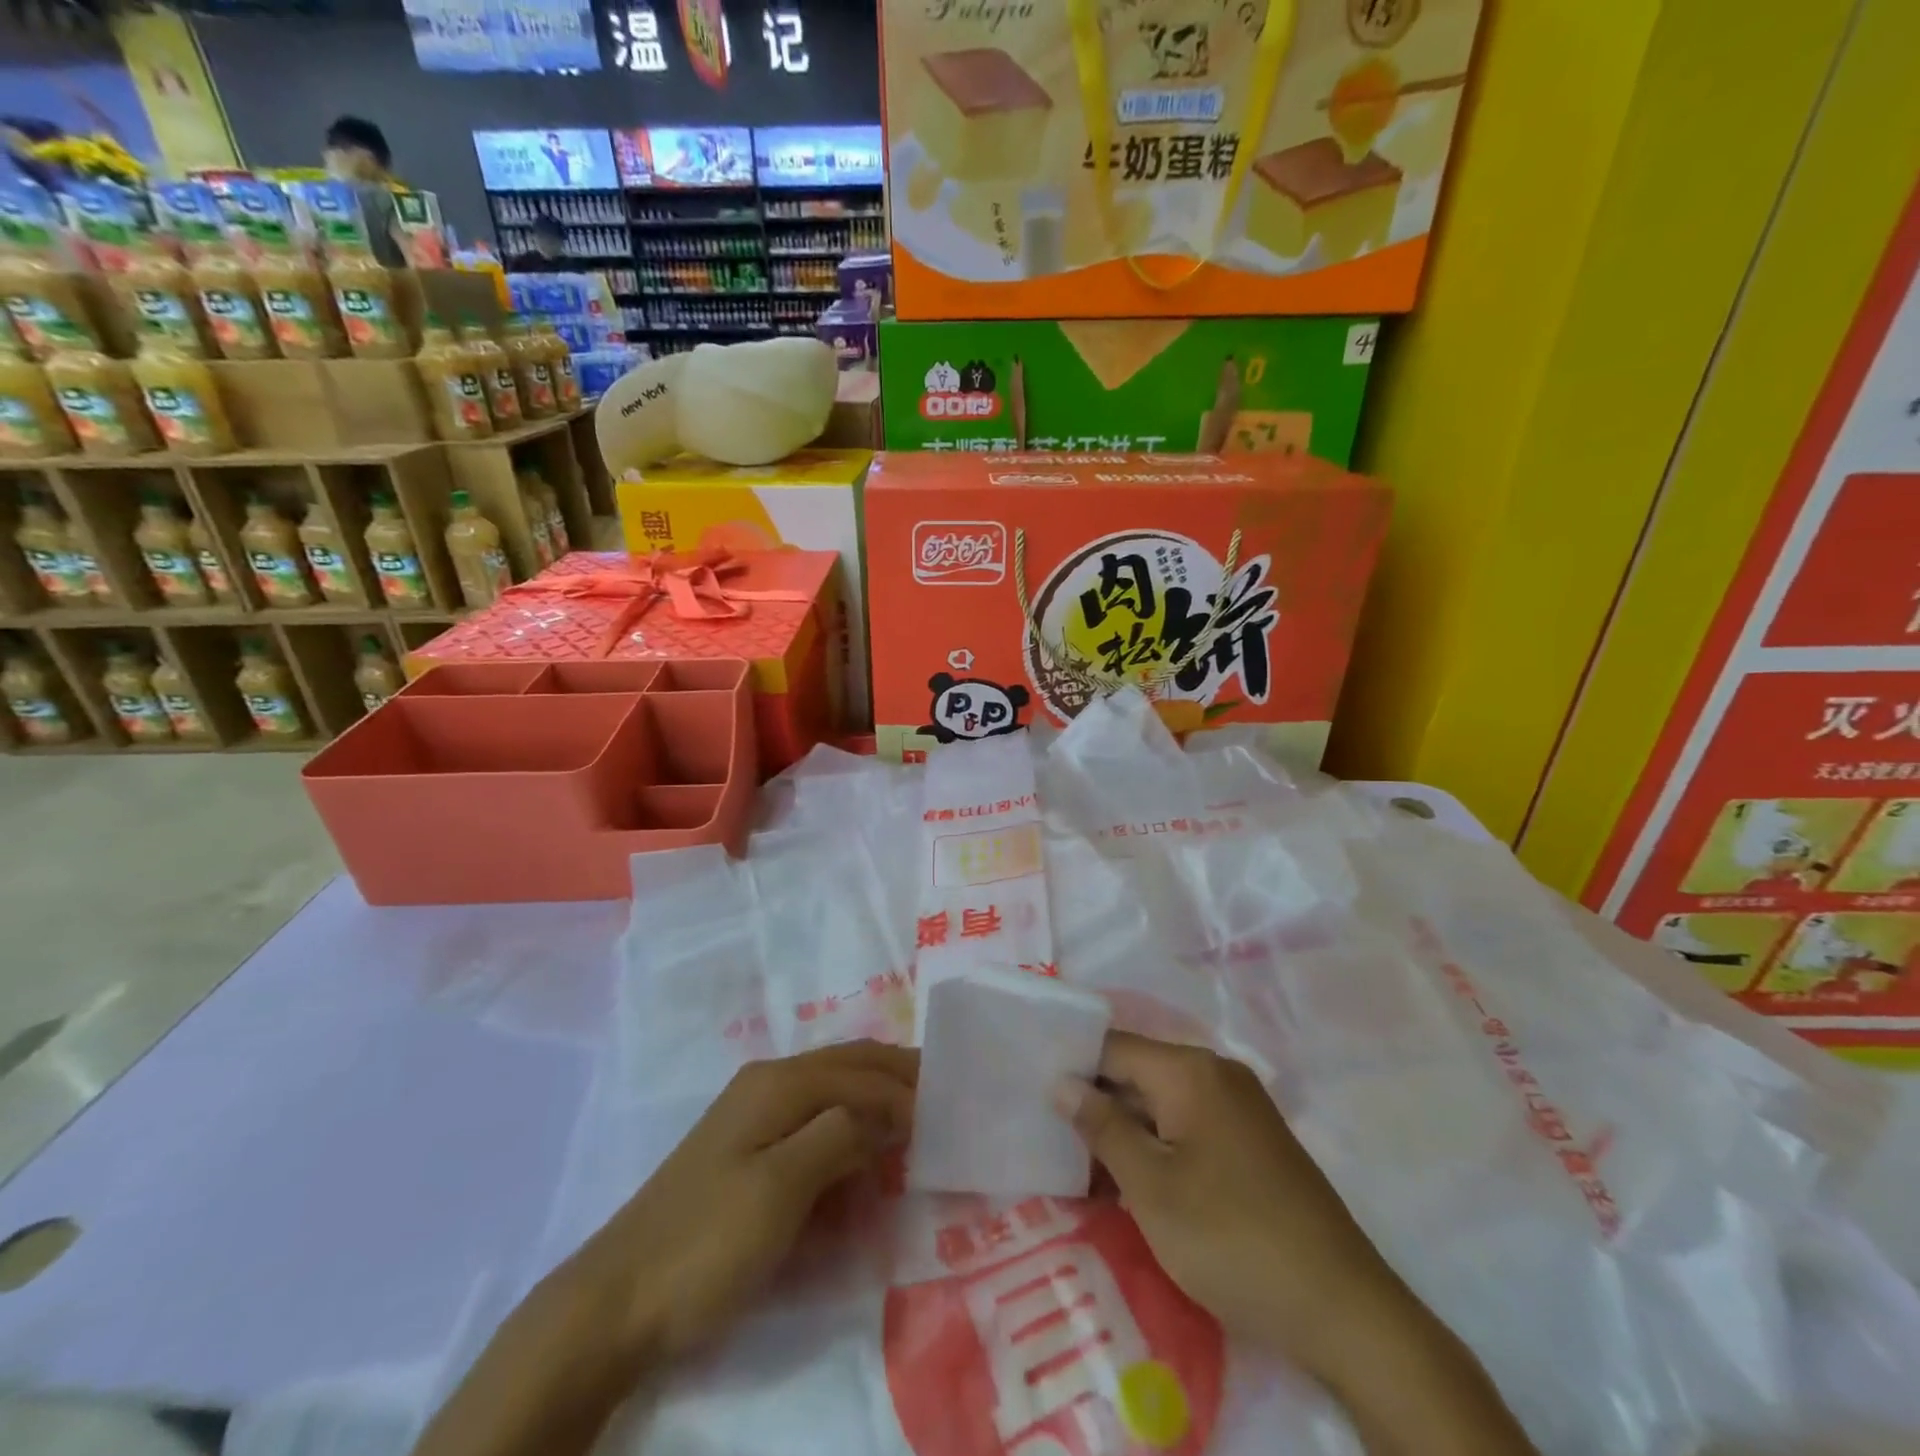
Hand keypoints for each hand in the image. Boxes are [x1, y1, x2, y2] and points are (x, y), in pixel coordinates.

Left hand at [414, 1042, 916, 1455]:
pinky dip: (848, 1126)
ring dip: (874, 1099)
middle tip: (944, 1096)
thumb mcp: (781, 1190)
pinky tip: (865, 1150)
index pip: (861, 1073)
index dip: (907, 1091)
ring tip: (916, 1119)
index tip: (950, 1115)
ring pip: (832, 1090)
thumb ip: (839, 1136)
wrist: (616, 1302)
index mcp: (778, 1083)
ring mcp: (753, 1115)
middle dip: (896, 1077)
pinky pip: (813, 1121)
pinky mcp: (746, 1149)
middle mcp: (768, 1084)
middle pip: (848, 1065)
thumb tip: (888, 1109)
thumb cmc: (706, 1242)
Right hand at [1060, 1034, 1536, 1455]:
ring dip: (1122, 1131)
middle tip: (1045, 1134)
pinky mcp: (1251, 1142)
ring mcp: (1238, 1108)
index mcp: (1189, 1069)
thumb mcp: (1152, 1187)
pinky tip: (1127, 1181)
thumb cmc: (1232, 1239)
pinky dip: (1155, 1147)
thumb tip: (1062, 1083)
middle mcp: (1215, 1073)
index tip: (1030, 1090)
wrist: (1344, 1310)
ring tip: (1076, 1164)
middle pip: (1136, 1072)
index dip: (1070, 1065)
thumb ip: (1102, 1127)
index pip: (1111, 1046)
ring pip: (1160, 1103)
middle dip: (1094, 1103)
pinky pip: (1187, 1127)